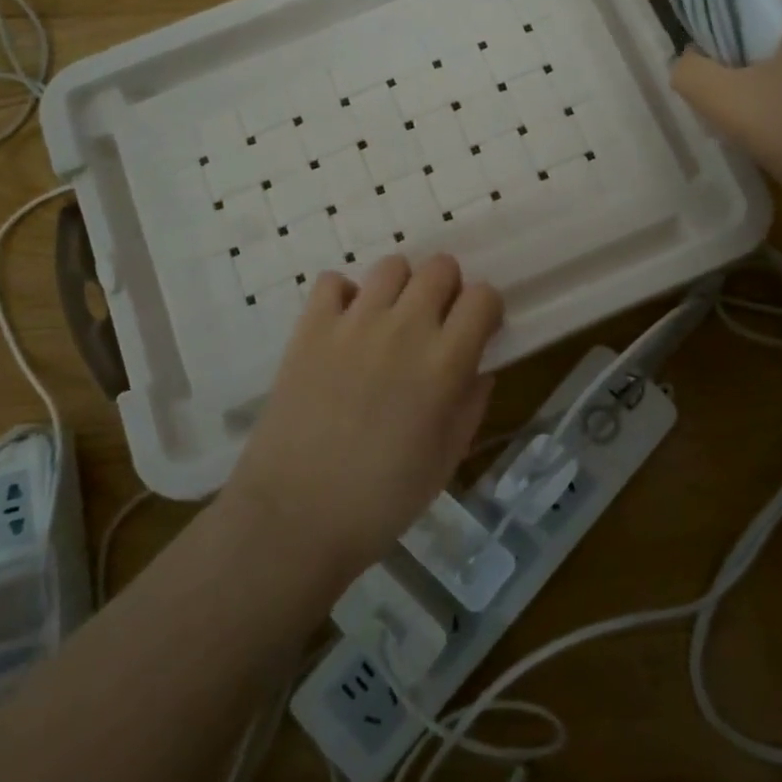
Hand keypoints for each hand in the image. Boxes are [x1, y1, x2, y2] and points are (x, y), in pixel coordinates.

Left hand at [224, 254, 503, 582]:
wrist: (296, 516)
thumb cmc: (383, 499)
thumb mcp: (446, 458)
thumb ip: (471, 404)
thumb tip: (477, 368)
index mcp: (445, 362)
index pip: (483, 296)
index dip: (486, 309)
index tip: (477, 330)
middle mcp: (404, 328)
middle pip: (441, 267)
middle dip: (448, 288)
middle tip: (435, 323)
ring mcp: (354, 322)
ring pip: (391, 266)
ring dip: (400, 287)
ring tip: (390, 320)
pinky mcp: (311, 327)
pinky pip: (333, 282)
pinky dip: (344, 296)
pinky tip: (344, 327)